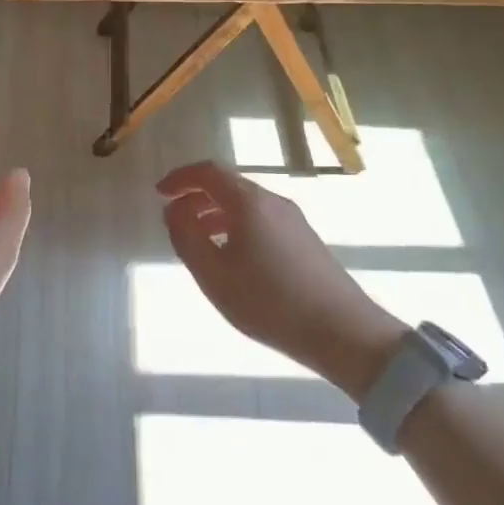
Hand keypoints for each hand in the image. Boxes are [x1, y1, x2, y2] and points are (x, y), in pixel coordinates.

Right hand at [157, 162, 404, 396]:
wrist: (344, 332)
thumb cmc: (269, 302)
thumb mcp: (214, 275)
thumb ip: (187, 237)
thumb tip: (174, 210)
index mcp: (249, 202)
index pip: (208, 172)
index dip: (180, 178)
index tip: (159, 193)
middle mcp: (272, 201)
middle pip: (228, 185)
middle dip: (196, 196)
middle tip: (174, 218)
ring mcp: (293, 219)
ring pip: (245, 204)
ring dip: (216, 213)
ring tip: (198, 241)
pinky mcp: (305, 239)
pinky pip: (261, 219)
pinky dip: (236, 225)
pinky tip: (232, 257)